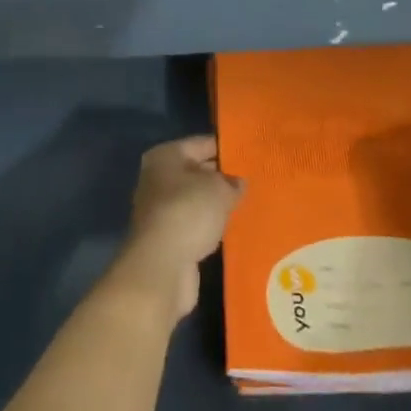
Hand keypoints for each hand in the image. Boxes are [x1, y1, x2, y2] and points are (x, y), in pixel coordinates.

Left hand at [113, 136, 243, 322]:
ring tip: (246, 203)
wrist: (161, 267)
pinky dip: (210, 226)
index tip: (248, 152)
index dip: (225, 147)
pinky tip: (232, 229)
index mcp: (165, 156)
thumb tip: (238, 183)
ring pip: (195, 201)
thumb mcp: (219, 189)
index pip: (201, 143)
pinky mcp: (167, 240)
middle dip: (221, 177)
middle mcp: (158, 179)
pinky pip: (195, 224)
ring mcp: (160, 211)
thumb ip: (232, 183)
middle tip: (252, 178)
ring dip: (216, 205)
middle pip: (196, 172)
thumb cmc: (188, 212)